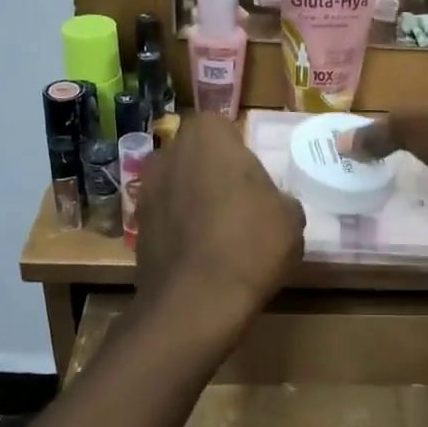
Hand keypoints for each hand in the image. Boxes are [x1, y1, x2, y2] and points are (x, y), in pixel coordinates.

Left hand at [134, 113, 303, 349]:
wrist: (197, 300)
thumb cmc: (252, 242)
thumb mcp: (291, 217)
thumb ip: (280, 198)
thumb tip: (272, 204)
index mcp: (208, 136)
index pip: (220, 125)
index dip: (235, 149)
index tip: (251, 175)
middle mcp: (170, 153)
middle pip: (194, 153)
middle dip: (211, 170)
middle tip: (238, 200)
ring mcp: (147, 190)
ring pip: (177, 184)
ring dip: (192, 198)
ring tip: (218, 230)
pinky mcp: (136, 226)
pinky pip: (165, 216)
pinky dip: (178, 227)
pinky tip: (199, 253)